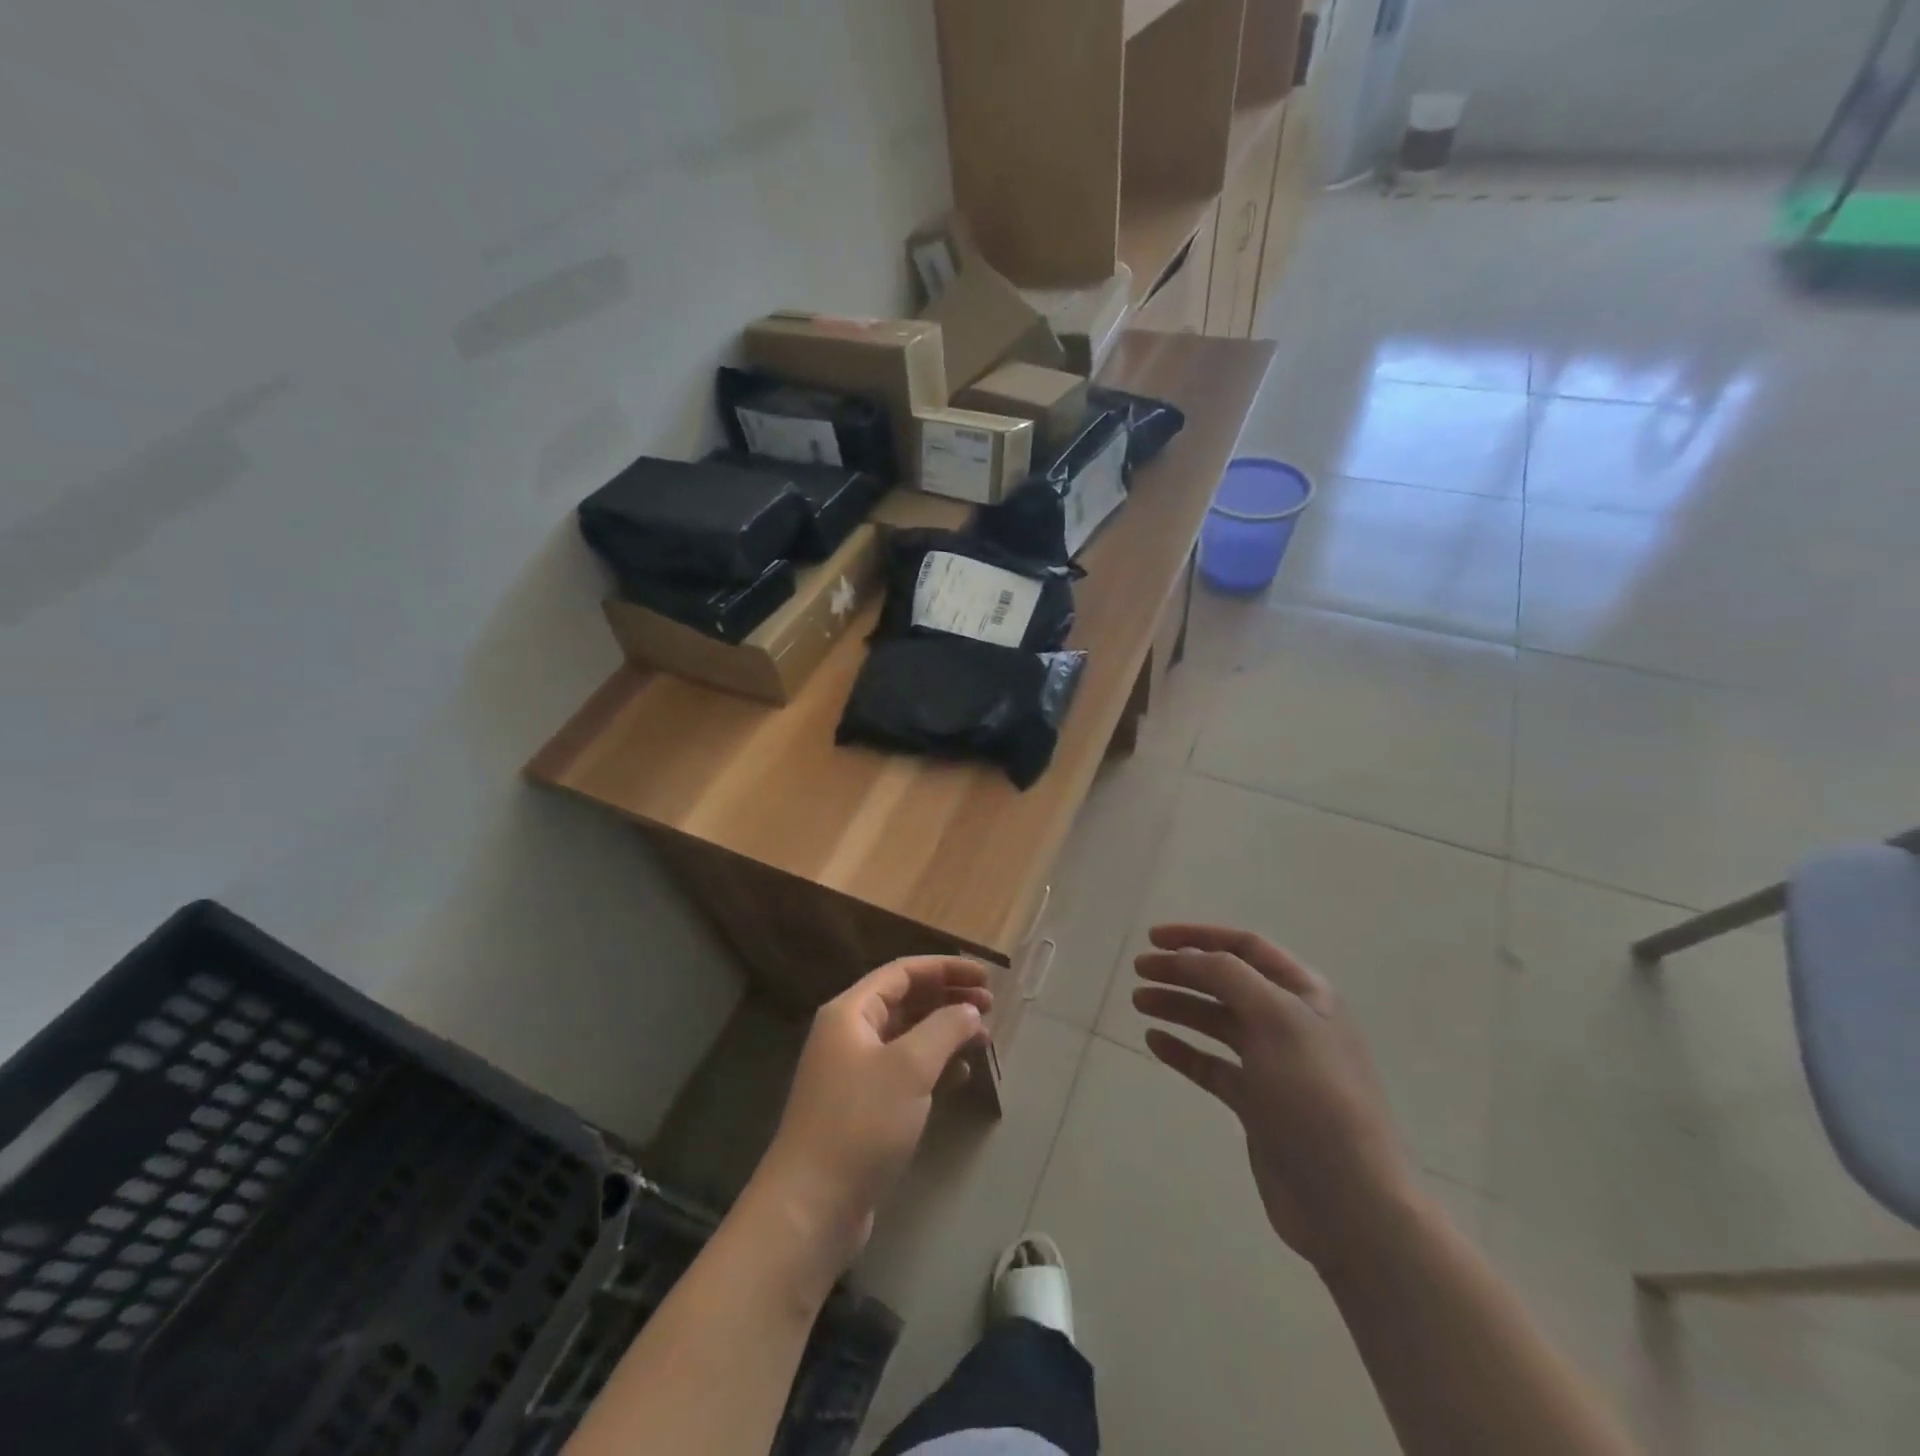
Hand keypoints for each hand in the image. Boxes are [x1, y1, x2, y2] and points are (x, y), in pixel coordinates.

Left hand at [753, 956, 990, 1275]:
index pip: (902, 972)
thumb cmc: (861, 1122)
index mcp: (850, 1012)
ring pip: (907, 1037)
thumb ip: (944, 1029)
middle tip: (990, 1007)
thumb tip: (969, 1011)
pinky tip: (961, 1076)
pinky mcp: (862, 1108)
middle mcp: (849, 1034)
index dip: (945, 969)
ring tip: (983, 1039)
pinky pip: (904, 1072)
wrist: (812, 1205)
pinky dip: (934, 1067)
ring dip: (944, 1033)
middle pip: (905, 1001)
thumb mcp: (909, 1067)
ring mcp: (853, 1073)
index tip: (985, 978)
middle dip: (947, 999)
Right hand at [1132, 924, 1414, 1270]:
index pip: (1246, 947)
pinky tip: (1154, 1042)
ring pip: (1216, 1022)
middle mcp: (1290, 1023)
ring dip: (1178, 1006)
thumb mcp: (1277, 1020)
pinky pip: (1212, 1065)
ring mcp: (1273, 1065)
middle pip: (1226, 982)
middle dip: (1182, 971)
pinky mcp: (1257, 1104)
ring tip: (1139, 1002)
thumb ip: (1229, 976)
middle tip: (1139, 971)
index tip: (1153, 938)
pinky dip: (1183, 1050)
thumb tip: (1189, 955)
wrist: (1349, 1203)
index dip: (1199, 936)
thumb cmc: (1315, 1098)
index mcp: (1306, 995)